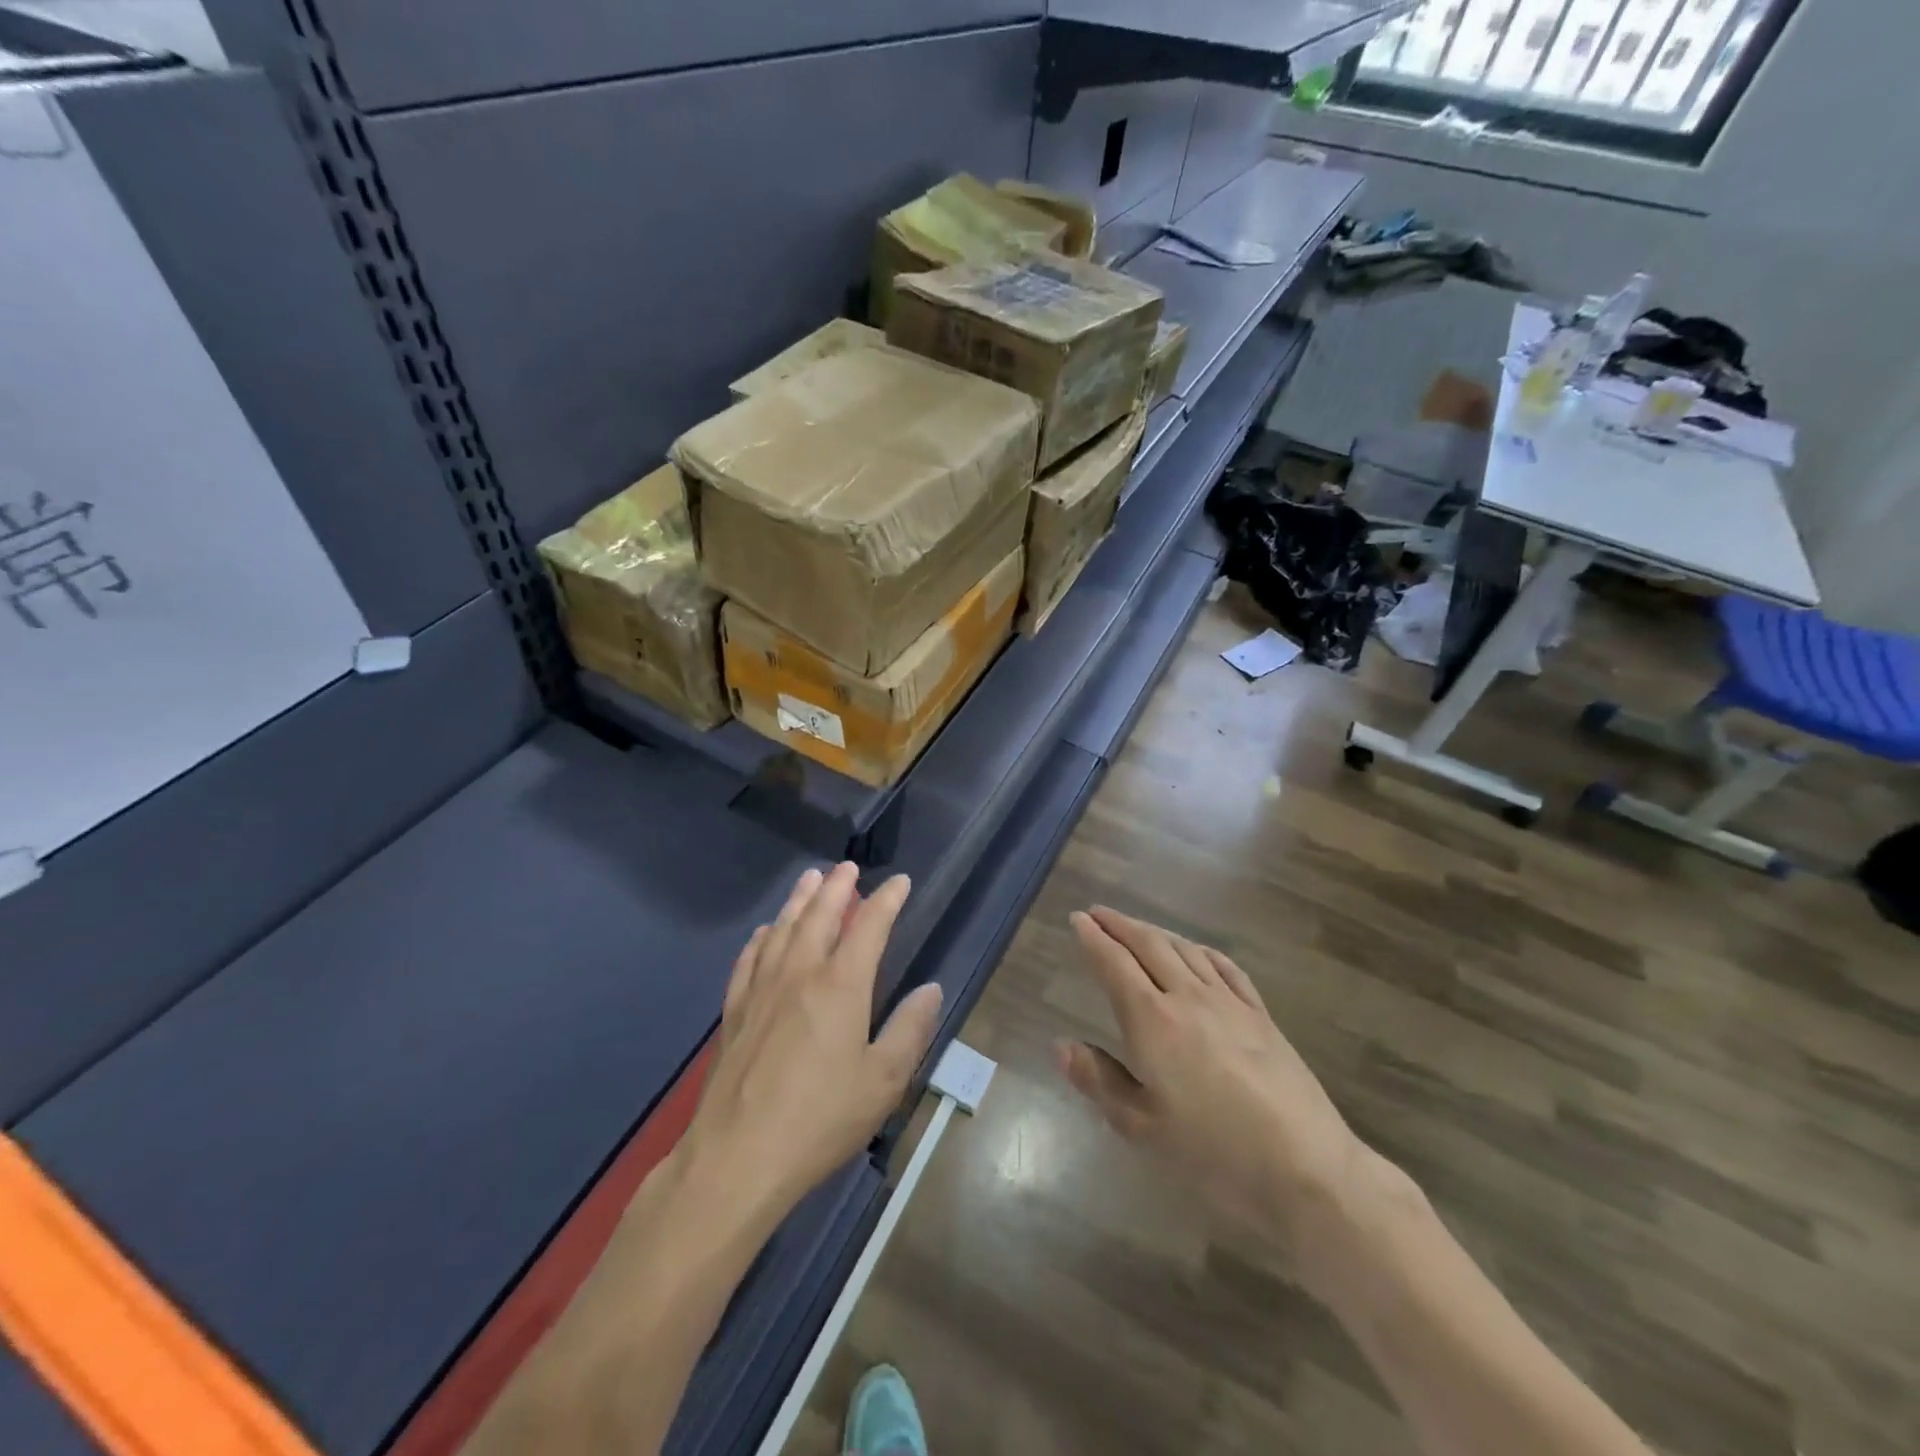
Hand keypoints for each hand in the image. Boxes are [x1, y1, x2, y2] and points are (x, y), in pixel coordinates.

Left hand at [678, 863, 943, 1225]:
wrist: (737, 1158)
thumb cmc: (820, 1120)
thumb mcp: (882, 1081)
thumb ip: (909, 1030)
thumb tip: (930, 988)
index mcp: (840, 986)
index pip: (869, 926)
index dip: (886, 900)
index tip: (900, 882)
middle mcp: (800, 974)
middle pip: (820, 915)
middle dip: (837, 887)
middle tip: (848, 867)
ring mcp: (761, 990)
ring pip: (783, 929)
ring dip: (799, 900)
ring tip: (810, 878)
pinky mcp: (735, 1012)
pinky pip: (749, 959)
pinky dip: (762, 937)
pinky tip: (765, 932)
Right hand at [1057, 907, 1371, 1274]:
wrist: (1305, 1167)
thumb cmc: (1214, 1153)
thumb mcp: (1142, 1127)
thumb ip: (1100, 1080)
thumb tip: (1062, 1045)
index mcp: (1152, 1021)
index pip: (1114, 964)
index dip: (1093, 938)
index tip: (1077, 919)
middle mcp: (1187, 997)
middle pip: (1149, 945)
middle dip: (1120, 925)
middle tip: (1098, 913)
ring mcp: (1229, 1002)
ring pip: (1186, 950)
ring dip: (1156, 932)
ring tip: (1138, 928)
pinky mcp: (1261, 1015)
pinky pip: (1225, 967)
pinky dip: (1201, 950)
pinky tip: (1197, 952)